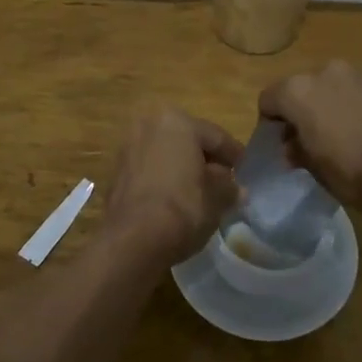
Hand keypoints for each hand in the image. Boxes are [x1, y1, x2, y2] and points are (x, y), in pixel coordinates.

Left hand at [102, 110, 243, 264]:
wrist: (132, 240)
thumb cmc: (183, 208)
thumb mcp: (217, 199)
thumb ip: (229, 188)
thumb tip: (236, 189)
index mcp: (177, 122)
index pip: (215, 136)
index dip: (234, 155)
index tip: (245, 169)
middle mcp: (149, 125)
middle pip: (187, 141)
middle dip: (206, 159)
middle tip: (224, 180)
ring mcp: (128, 147)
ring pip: (166, 154)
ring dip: (183, 168)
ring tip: (201, 191)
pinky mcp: (116, 171)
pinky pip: (149, 169)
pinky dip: (164, 178)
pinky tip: (176, 198)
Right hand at [258, 61, 361, 225]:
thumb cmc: (360, 177)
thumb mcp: (318, 172)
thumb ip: (298, 151)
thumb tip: (293, 147)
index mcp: (300, 91)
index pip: (269, 99)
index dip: (271, 124)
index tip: (282, 145)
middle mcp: (329, 71)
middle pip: (303, 88)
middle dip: (303, 111)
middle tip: (313, 142)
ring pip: (336, 86)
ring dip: (334, 106)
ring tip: (349, 138)